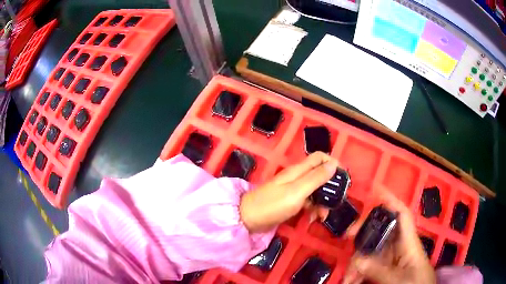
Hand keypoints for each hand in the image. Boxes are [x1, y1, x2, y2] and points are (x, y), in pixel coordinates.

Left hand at [239, 151, 338, 232]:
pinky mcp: (290, 201)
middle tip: (334, 203)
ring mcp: (293, 189)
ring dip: (322, 202)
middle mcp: (297, 177)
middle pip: (320, 175)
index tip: (343, 178)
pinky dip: (312, 209)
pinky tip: (312, 219)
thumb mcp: (297, 191)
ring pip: (315, 191)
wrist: (248, 219)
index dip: (333, 163)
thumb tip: (334, 163)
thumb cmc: (273, 205)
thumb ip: (316, 177)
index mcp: (299, 170)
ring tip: (321, 216)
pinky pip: (307, 201)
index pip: (320, 157)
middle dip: (329, 188)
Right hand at [343, 189, 435, 283]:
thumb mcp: (397, 280)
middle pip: (381, 229)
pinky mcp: (386, 266)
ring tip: (347, 279)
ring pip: (371, 249)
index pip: (401, 214)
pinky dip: (359, 271)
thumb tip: (357, 259)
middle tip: (347, 238)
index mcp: (408, 242)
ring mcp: (392, 256)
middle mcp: (399, 245)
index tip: (374, 188)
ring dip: (357, 261)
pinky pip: (370, 263)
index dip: (390, 199)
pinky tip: (352, 280)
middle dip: (363, 233)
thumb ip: (378, 270)